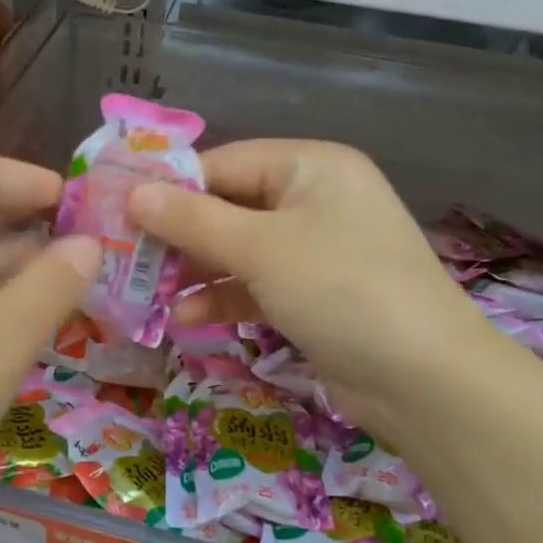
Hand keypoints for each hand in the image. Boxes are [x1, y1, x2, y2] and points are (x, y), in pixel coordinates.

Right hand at [127, 140, 487, 425]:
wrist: (423, 378)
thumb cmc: (340, 289)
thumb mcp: (260, 249)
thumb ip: (193, 221)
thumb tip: (133, 194)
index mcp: (310, 167)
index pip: (224, 163)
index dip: (171, 187)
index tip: (119, 212)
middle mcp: (314, 200)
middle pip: (229, 206)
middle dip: (179, 235)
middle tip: (126, 257)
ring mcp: (315, 250)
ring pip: (238, 250)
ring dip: (196, 271)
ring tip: (147, 293)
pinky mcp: (313, 294)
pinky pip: (256, 285)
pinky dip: (223, 298)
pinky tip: (185, 320)